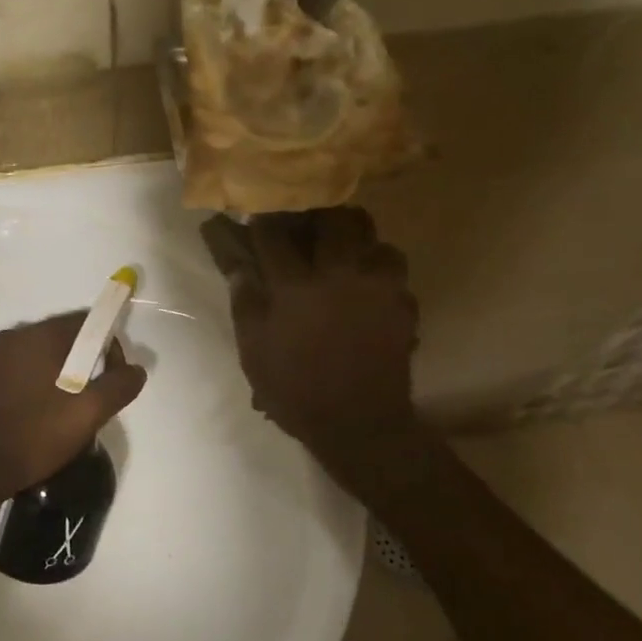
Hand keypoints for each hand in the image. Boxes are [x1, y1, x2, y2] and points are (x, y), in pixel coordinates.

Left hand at [0, 313, 147, 504]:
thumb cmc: (32, 436)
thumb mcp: (87, 414)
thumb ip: (118, 386)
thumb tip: (136, 369)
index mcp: (37, 336)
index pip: (86, 321)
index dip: (109, 346)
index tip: (114, 379)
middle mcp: (13, 337)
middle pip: (65, 338)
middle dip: (87, 364)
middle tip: (94, 402)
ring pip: (44, 357)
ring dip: (64, 377)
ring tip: (70, 414)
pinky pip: (24, 372)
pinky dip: (41, 386)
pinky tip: (43, 418)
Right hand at [219, 208, 418, 454]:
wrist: (359, 424)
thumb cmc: (296, 390)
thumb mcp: (254, 351)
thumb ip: (246, 303)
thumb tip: (239, 267)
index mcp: (295, 285)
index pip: (273, 232)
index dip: (262, 221)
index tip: (256, 220)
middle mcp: (339, 272)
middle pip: (332, 217)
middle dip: (316, 215)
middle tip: (305, 227)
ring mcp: (377, 284)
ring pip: (370, 234)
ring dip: (352, 236)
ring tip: (339, 250)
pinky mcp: (403, 300)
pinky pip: (391, 264)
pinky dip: (377, 264)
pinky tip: (364, 281)